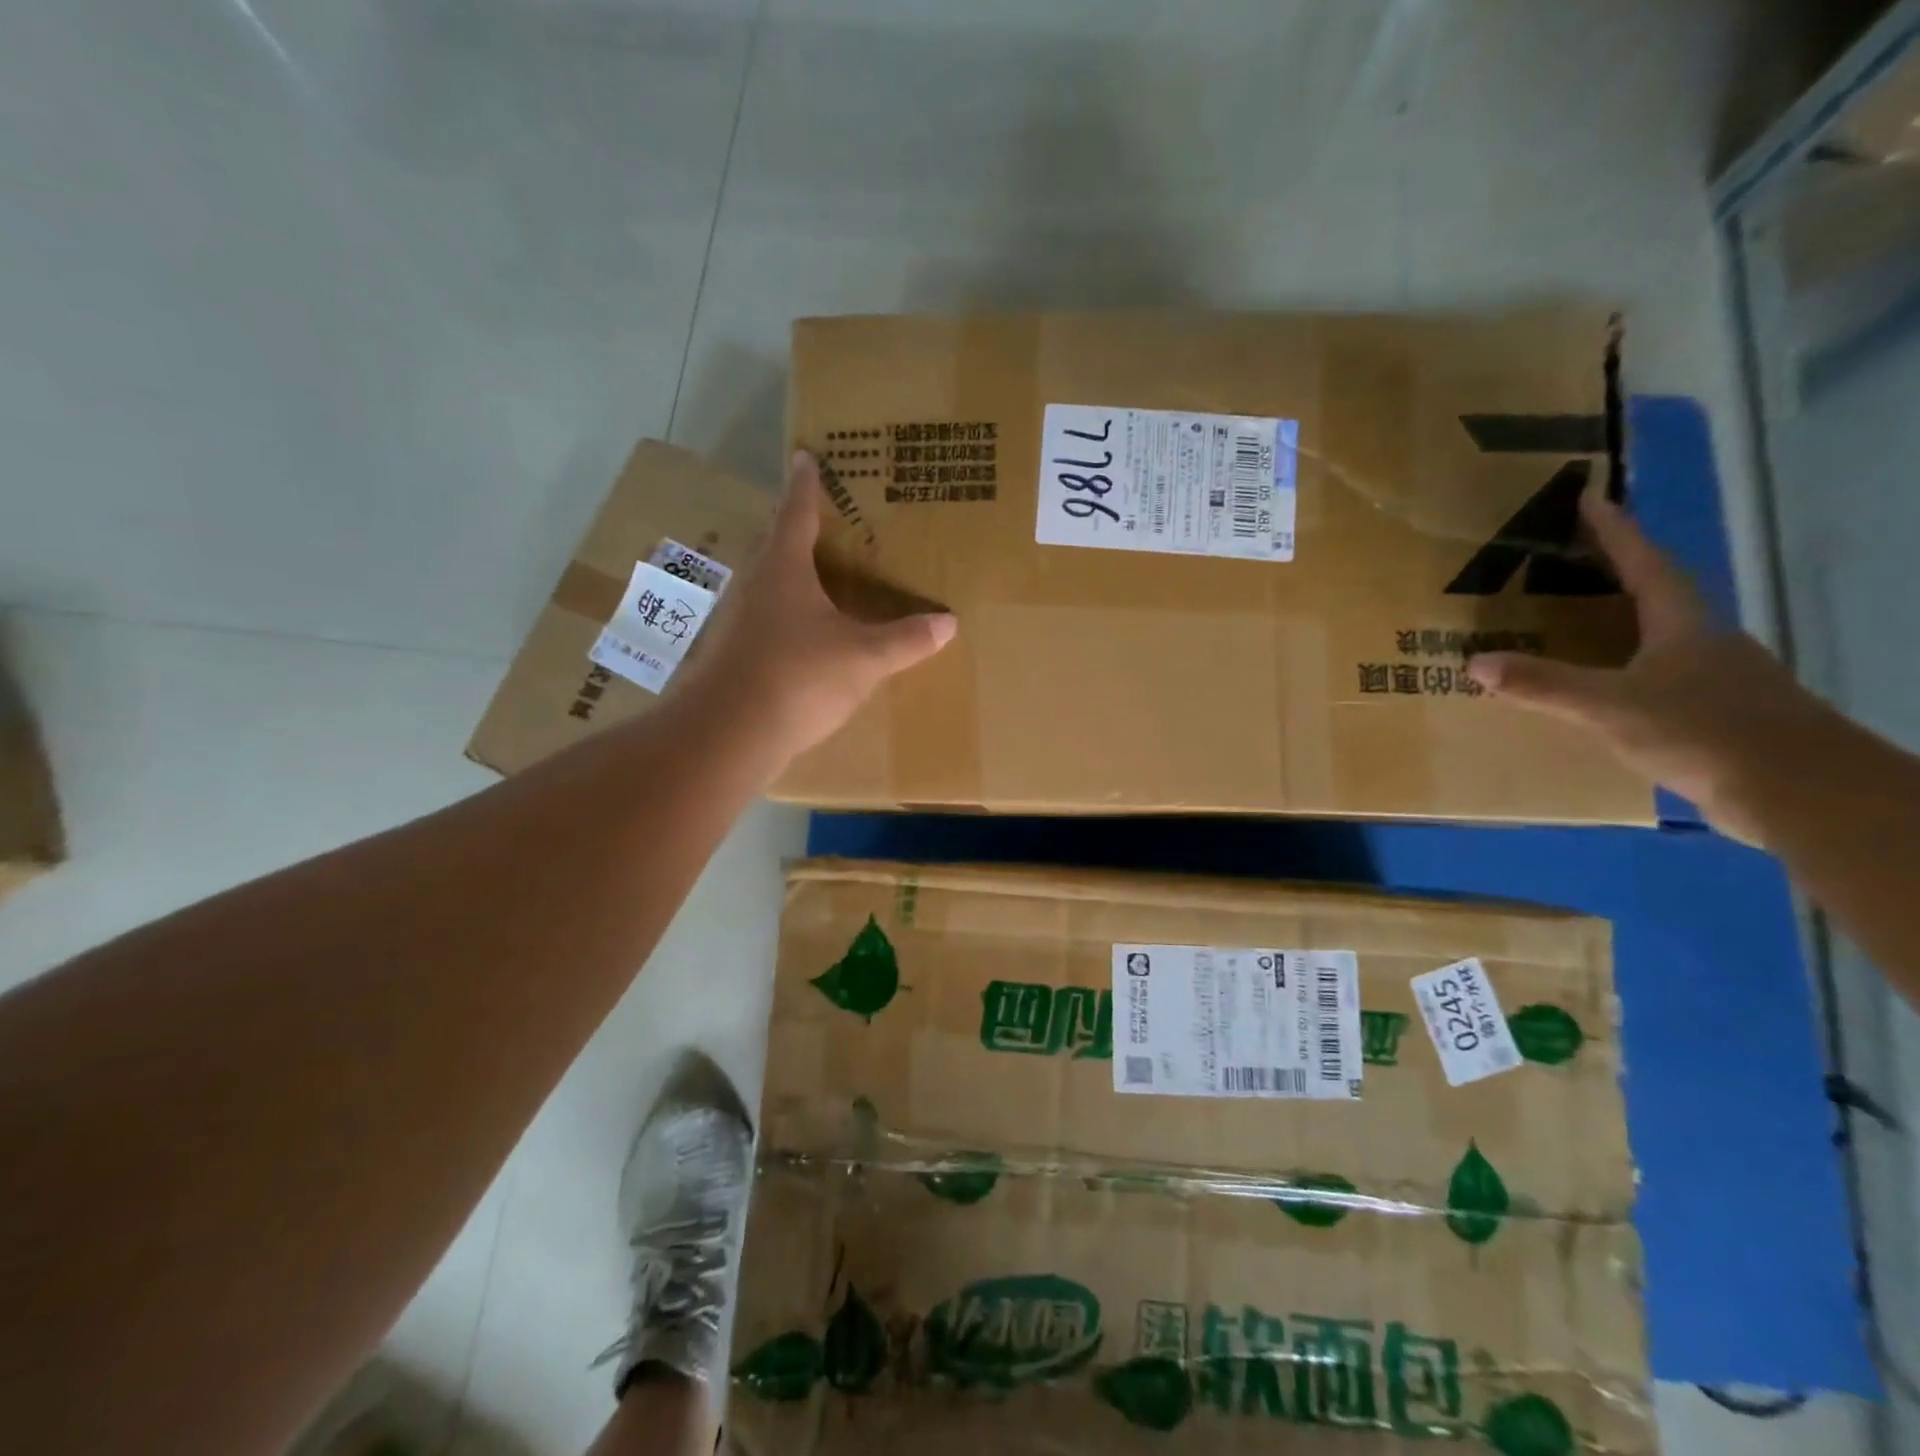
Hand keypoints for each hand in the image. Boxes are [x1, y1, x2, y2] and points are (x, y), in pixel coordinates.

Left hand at [678, 451, 956, 760]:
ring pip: (769, 584)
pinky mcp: (734, 655)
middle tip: (823, 518)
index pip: (796, 513)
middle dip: (797, 528)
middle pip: (777, 545)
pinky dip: (787, 614)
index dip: (806, 485)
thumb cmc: (797, 678)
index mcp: (784, 569)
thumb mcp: (863, 658)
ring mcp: (739, 622)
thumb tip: (948, 622)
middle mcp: (756, 586)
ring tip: (818, 574)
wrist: (729, 734)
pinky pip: (766, 620)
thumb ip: (905, 639)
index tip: (805, 456)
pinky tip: (804, 634)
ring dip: (791, 574)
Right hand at [1465, 486, 1831, 842]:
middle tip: (1570, 563)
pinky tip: (1601, 692)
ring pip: (1658, 640)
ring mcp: (1716, 680)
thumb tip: (1475, 663)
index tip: (1592, 499)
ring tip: (1572, 627)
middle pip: (1655, 597)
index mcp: (1682, 625)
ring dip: (1619, 628)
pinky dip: (1625, 674)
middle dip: (1614, 576)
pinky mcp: (1716, 716)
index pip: (1645, 565)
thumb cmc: (1704, 730)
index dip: (1616, 533)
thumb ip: (1544, 684)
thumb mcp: (1610, 705)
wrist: (1796, 791)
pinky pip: (1659, 680)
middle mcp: (1703, 643)